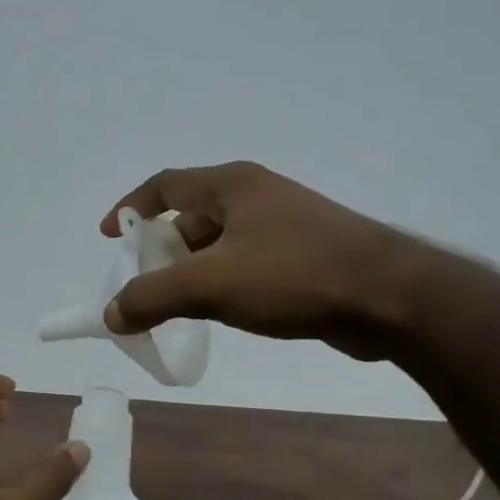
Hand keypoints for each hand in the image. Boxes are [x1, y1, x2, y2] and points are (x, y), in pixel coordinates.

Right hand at [101, 161, 432, 360]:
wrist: (390, 297)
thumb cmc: (294, 275)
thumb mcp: (210, 285)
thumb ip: (152, 297)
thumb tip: (112, 313)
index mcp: (232, 185)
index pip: (165, 185)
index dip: (130, 207)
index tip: (109, 236)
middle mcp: (257, 196)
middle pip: (191, 215)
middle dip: (161, 250)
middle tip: (144, 285)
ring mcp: (285, 225)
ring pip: (220, 244)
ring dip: (191, 271)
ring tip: (176, 306)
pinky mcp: (305, 255)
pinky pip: (246, 263)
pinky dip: (222, 283)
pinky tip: (222, 313)